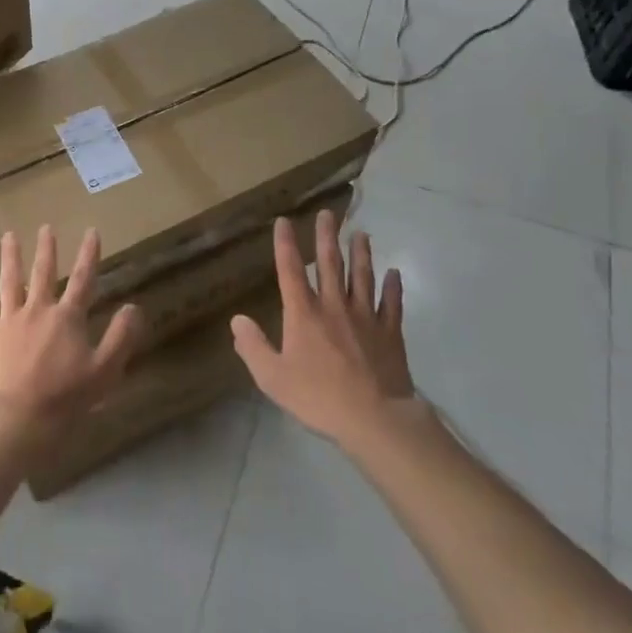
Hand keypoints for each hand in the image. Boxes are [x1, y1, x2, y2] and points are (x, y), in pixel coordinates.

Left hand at [0, 226, 142, 432]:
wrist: (15, 419)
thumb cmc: (64, 398)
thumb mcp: (104, 371)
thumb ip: (120, 337)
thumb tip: (134, 306)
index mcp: (68, 318)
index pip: (83, 280)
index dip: (89, 255)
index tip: (92, 231)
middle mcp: (38, 310)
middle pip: (43, 273)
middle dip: (47, 249)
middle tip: (46, 227)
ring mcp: (9, 321)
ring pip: (10, 282)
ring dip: (11, 258)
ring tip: (9, 236)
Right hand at [230, 210, 412, 445]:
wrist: (374, 418)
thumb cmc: (318, 398)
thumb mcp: (272, 377)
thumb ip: (253, 347)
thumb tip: (237, 320)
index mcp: (303, 314)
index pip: (290, 270)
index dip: (285, 244)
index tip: (284, 221)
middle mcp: (334, 306)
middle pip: (329, 264)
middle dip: (326, 237)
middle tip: (328, 214)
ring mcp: (366, 317)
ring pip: (362, 277)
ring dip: (361, 253)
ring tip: (361, 234)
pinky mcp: (390, 333)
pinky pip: (392, 303)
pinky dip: (393, 286)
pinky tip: (394, 273)